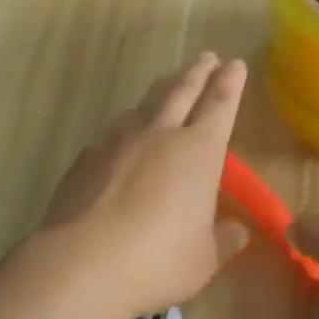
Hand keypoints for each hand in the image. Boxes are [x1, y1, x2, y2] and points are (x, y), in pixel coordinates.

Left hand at [39, 53, 251, 318]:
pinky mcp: (87, 156)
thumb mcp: (204, 259)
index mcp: (198, 152)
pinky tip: (123, 134)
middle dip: (198, 72)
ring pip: (146, 104)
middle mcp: (160, 134)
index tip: (235, 63)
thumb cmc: (158, 261)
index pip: (220, 105)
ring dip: (161, 90)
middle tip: (207, 56)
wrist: (81, 262)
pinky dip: (127, 125)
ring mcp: (119, 140)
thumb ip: (223, 240)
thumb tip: (237, 230)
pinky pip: (114, 131)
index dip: (230, 83)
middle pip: (182, 91)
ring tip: (168, 82)